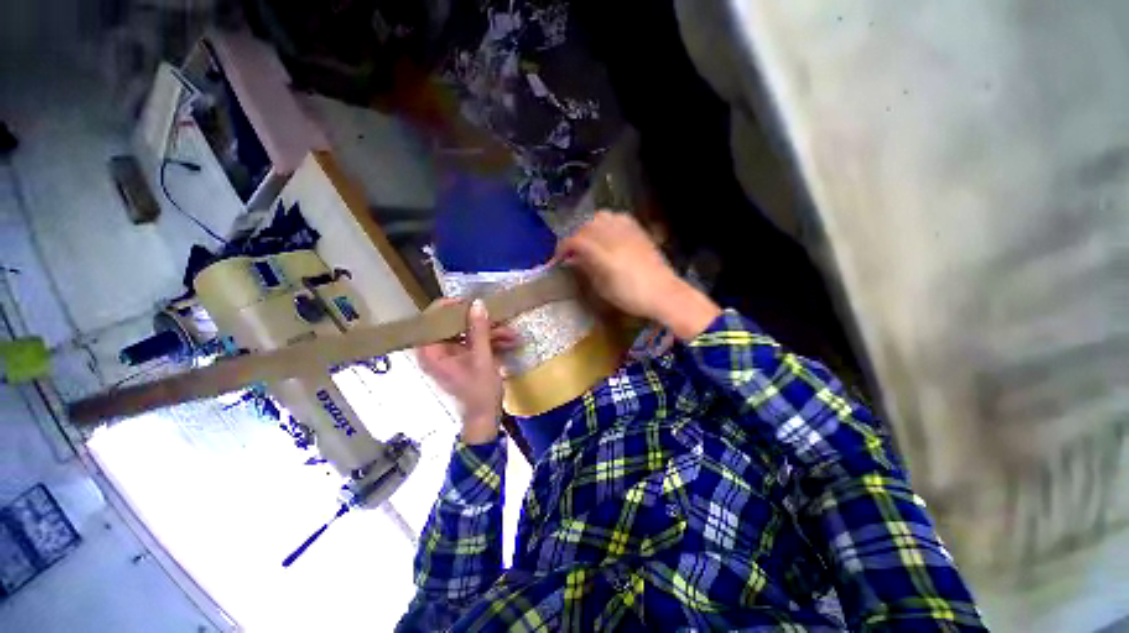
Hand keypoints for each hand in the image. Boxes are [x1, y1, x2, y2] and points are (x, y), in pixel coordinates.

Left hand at [417, 299, 517, 443]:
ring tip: (513, 335)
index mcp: (431, 352)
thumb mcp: (482, 359)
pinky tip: (509, 342)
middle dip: (481, 323)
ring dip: (491, 333)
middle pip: (455, 325)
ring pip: (468, 334)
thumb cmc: (479, 392)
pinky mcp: (461, 359)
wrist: (484, 420)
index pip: (433, 319)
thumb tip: (478, 303)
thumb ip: (479, 330)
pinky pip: (473, 343)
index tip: (473, 303)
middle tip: (501, 319)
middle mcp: (436, 351)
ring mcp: (449, 355)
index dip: (451, 307)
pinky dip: (490, 342)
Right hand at [556, 211, 721, 340]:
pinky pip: (617, 217)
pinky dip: (606, 223)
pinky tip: (607, 234)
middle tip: (572, 251)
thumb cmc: (631, 297)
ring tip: (589, 241)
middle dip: (574, 237)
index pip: (575, 241)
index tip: (557, 258)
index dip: (562, 248)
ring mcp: (627, 230)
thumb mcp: (603, 288)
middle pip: (586, 226)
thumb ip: (587, 269)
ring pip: (600, 217)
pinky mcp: (638, 229)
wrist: (664, 293)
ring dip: (589, 227)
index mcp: (603, 253)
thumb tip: (574, 259)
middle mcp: (613, 236)